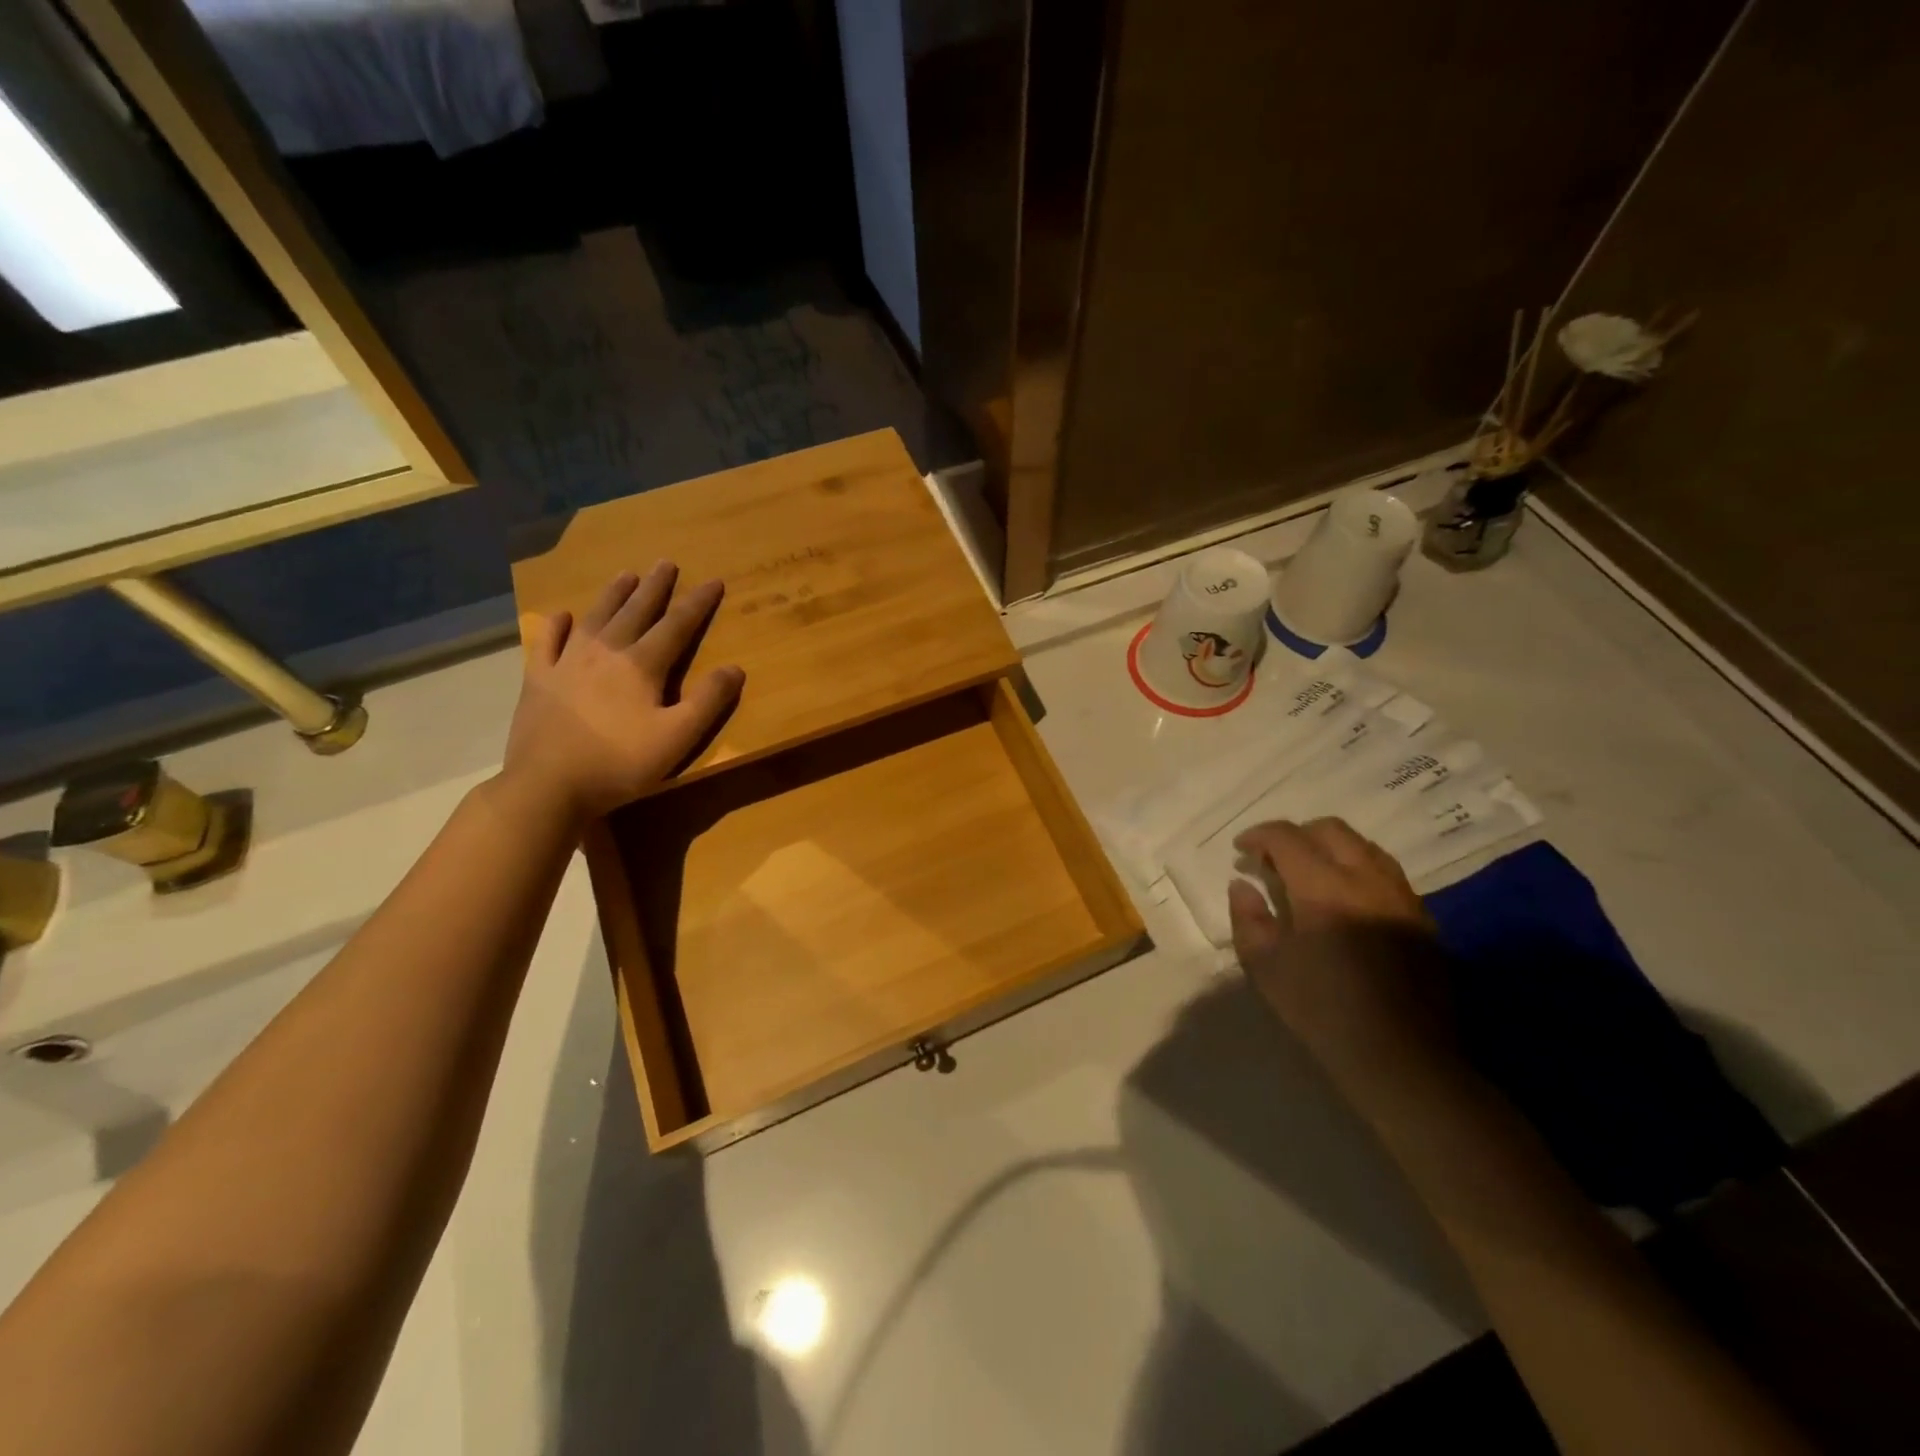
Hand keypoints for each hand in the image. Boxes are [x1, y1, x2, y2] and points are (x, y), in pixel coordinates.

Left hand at [502, 564, 744, 822]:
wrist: (548, 785)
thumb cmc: (620, 763)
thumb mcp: (678, 737)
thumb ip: (708, 701)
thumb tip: (735, 668)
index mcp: (641, 666)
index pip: (676, 626)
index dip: (697, 603)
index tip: (713, 581)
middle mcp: (604, 653)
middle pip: (635, 612)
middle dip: (654, 587)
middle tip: (665, 563)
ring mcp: (566, 663)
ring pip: (595, 618)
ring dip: (613, 595)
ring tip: (626, 575)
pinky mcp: (538, 680)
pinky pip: (547, 643)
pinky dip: (556, 626)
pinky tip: (562, 616)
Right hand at [1227, 818, 1456, 1100]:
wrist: (1401, 1057)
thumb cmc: (1322, 1010)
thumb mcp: (1265, 966)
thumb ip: (1248, 917)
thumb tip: (1242, 884)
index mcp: (1324, 887)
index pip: (1287, 838)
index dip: (1259, 836)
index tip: (1241, 850)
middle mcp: (1366, 879)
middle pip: (1330, 830)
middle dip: (1296, 834)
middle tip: (1273, 859)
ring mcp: (1401, 896)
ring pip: (1364, 847)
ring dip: (1330, 848)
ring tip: (1309, 875)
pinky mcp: (1422, 918)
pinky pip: (1386, 873)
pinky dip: (1357, 870)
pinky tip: (1346, 901)